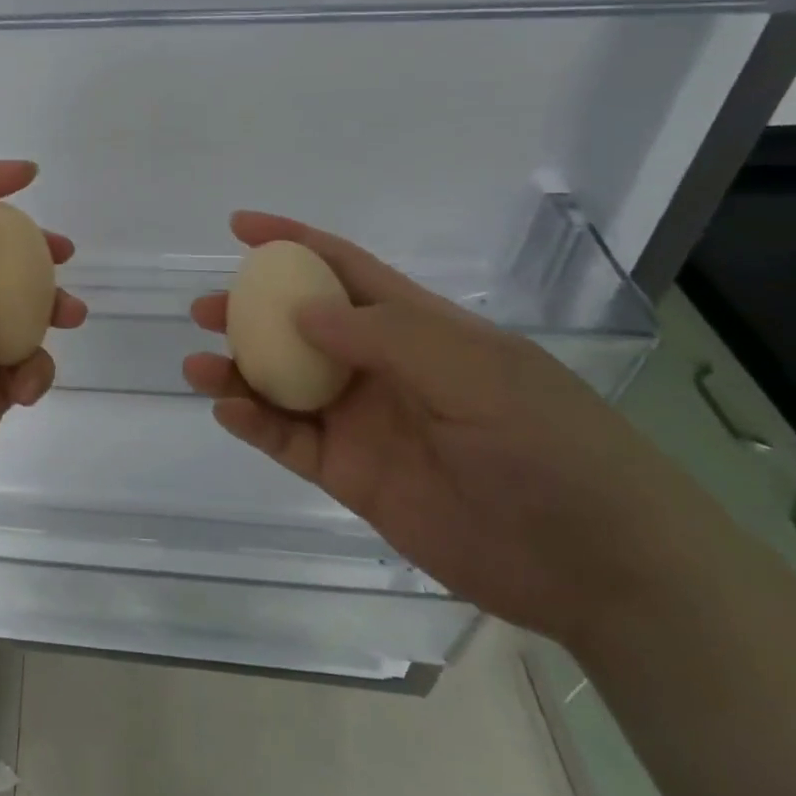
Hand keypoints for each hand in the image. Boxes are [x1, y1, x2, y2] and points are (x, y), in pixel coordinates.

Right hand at [183, 211, 730, 646]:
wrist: (597, 567)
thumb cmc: (550, 447)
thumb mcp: (475, 372)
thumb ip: (384, 336)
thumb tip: (299, 309)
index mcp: (418, 328)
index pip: (345, 269)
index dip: (293, 243)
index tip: (240, 228)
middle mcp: (382, 368)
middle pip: (300, 326)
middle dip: (250, 311)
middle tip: (203, 309)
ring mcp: (363, 423)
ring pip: (284, 384)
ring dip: (239, 370)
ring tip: (198, 365)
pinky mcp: (351, 476)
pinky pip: (289, 442)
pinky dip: (254, 424)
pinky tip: (227, 410)